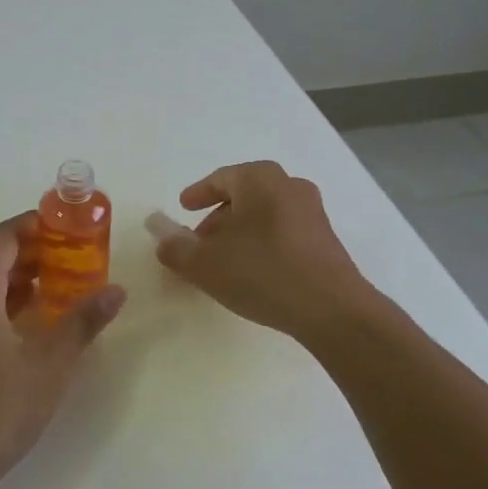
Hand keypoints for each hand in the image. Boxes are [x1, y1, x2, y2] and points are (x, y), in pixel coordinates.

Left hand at [0, 213, 126, 488]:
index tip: (65, 225)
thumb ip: (82, 322)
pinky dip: (4, 305)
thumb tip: (117, 290)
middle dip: (32, 254)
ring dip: (19, 282)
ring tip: (60, 288)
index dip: (32, 225)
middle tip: (74, 257)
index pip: (1, 238)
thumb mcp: (48, 366)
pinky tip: (31, 327)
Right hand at [154, 161, 374, 340]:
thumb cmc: (262, 273)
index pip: (221, 178)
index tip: (183, 208)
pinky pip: (283, 232)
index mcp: (260, 179)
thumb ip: (174, 245)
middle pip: (244, 195)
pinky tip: (253, 272)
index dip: (198, 194)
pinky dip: (262, 243)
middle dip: (218, 216)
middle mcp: (289, 186)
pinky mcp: (326, 241)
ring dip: (240, 232)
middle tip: (199, 241)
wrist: (332, 310)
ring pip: (265, 214)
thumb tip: (155, 226)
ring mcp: (312, 213)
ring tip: (223, 260)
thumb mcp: (205, 263)